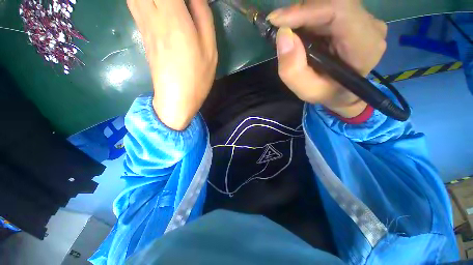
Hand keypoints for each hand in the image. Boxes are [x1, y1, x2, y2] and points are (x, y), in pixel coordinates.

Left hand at [127, 0, 216, 129]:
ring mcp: (144, 24)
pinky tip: (154, 2)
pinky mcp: (142, 33)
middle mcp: (153, 15)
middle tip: (179, 3)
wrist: (177, 98)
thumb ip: (203, 17)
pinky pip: (134, 2)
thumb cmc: (197, 77)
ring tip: (169, 5)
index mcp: (174, 17)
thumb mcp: (209, 49)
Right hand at [267, 0, 386, 117]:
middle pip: (333, 3)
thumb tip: (283, 35)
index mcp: (365, 45)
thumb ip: (293, 70)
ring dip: (303, 14)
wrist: (343, 93)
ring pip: (329, 3)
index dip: (306, 11)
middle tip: (278, 26)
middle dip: (300, 13)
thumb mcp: (307, 91)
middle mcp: (370, 26)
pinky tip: (299, 30)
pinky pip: (328, 8)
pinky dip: (308, 16)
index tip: (277, 20)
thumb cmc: (327, 94)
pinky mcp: (355, 17)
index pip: (339, 12)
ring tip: (288, 31)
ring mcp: (364, 19)